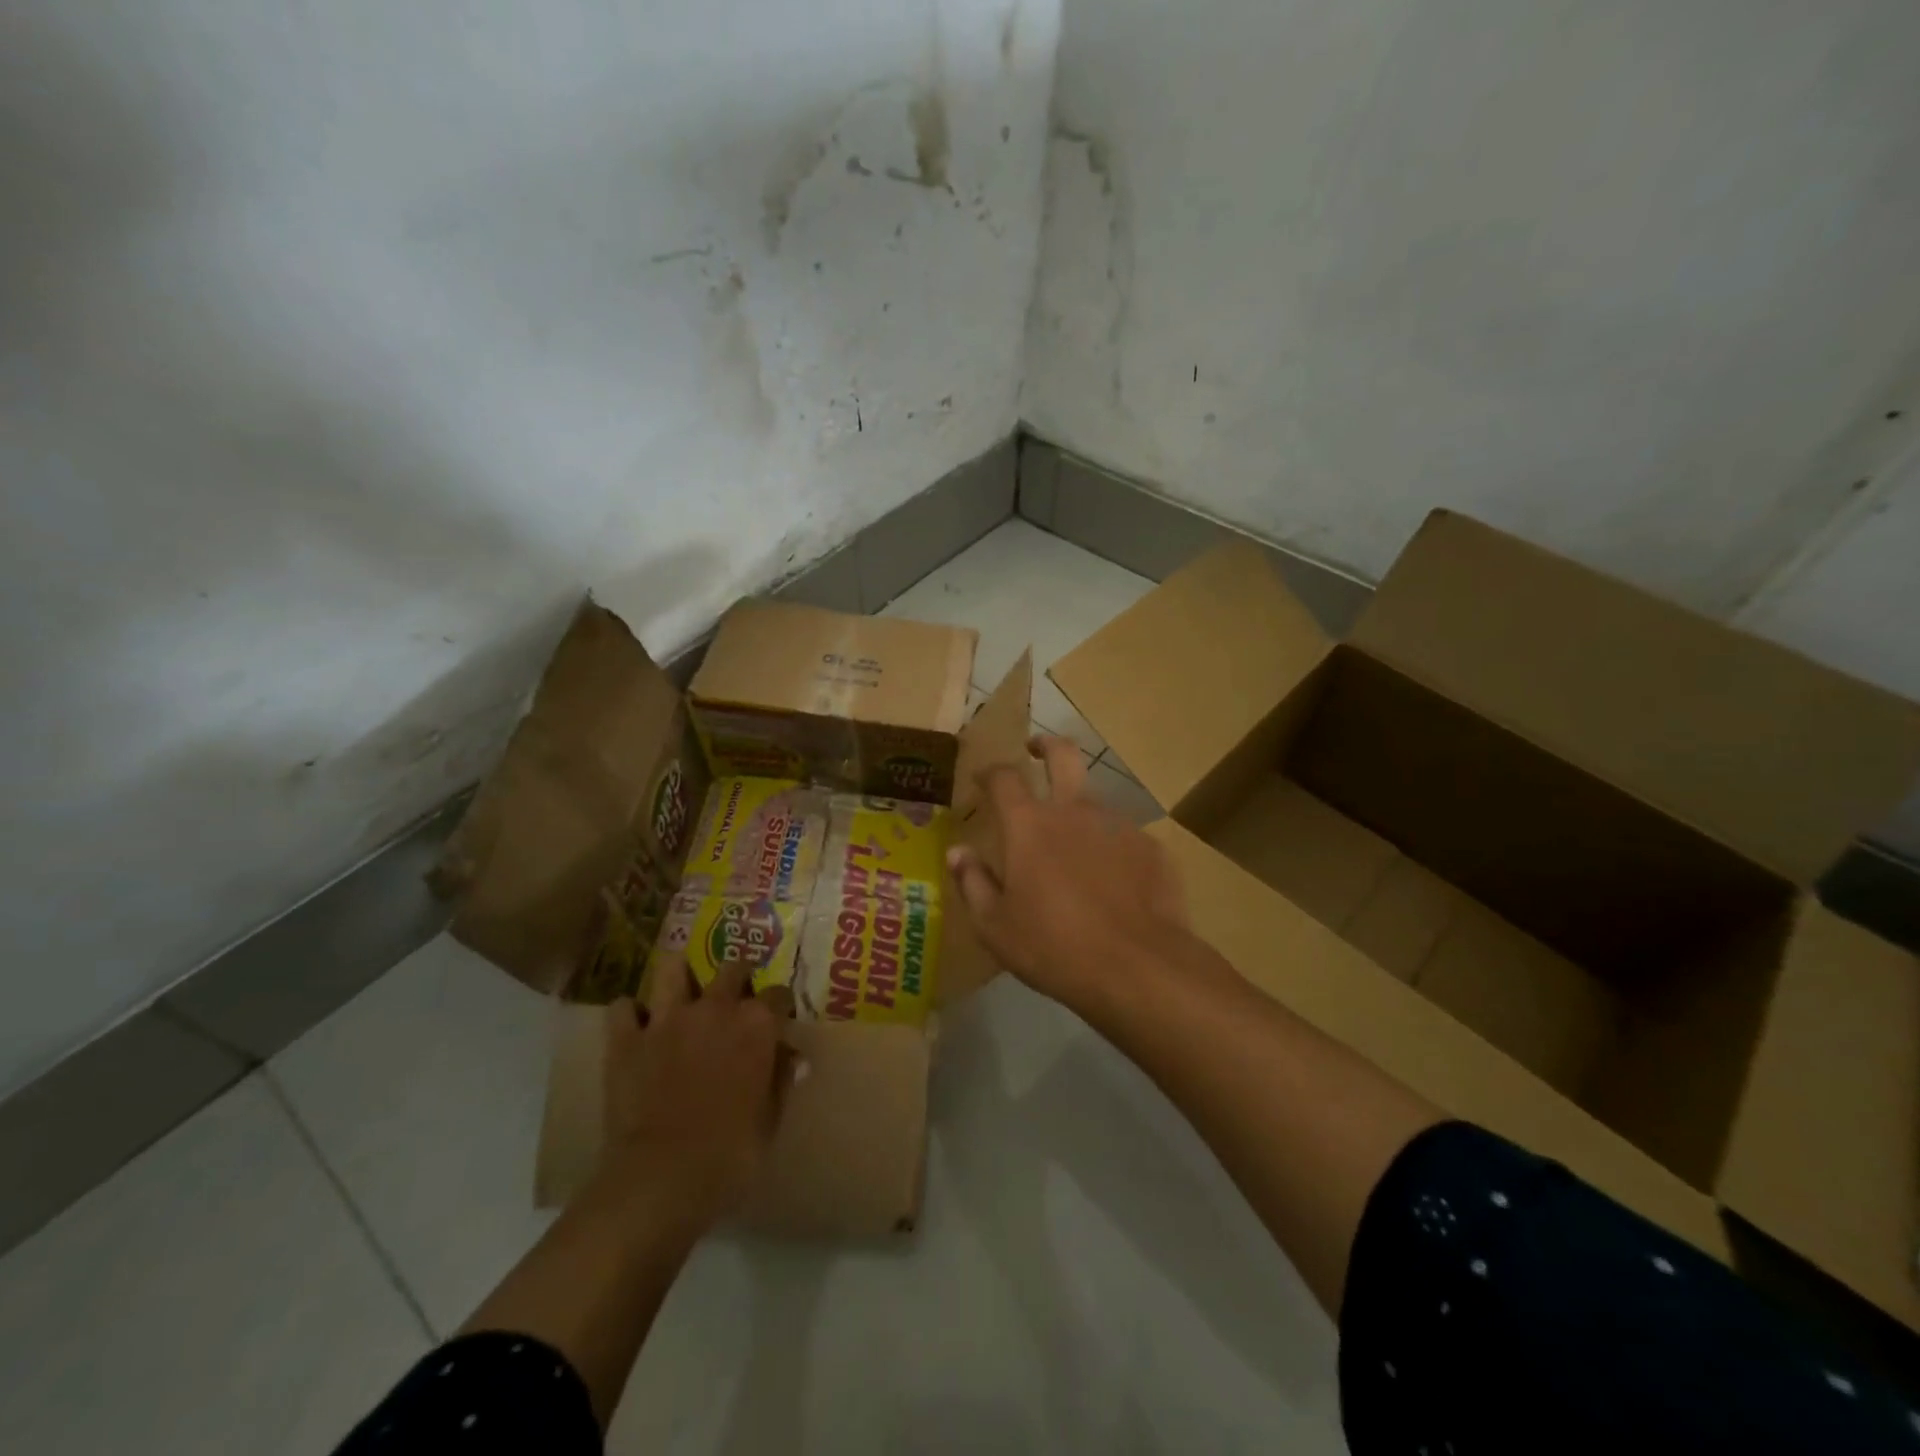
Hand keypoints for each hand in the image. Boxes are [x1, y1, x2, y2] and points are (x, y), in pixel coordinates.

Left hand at [600, 956, 799, 1237]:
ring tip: (683, 991)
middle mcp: (715, 1007)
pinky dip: (630, 1014)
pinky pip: (622, 1008)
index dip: (780, 1006)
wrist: (662, 1177)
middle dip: (737, 977)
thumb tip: (793, 1056)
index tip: (779, 1020)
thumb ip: (781, 1079)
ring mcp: (667, 1019)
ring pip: (672, 968)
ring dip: (679, 975)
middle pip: (732, 967)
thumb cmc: (731, 1153)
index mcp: (757, 1024)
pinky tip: (637, 1026)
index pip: (779, 994)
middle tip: (735, 998)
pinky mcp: (626, 1039)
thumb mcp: (771, 1120)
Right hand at [946, 735, 1188, 1013]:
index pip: (1004, 777)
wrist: (1137, 968)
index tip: (983, 778)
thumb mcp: (995, 926)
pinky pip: (1123, 839)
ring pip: (1094, 802)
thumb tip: (958, 852)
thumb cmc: (1053, 947)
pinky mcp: (1150, 849)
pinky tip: (1113, 886)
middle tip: (1036, 750)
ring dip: (1079, 813)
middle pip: (1063, 754)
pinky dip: (1111, 851)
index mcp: (1029, 825)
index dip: (990, 771)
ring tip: (1075, 854)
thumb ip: (973, 882)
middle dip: (1047, 745)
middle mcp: (1074, 811)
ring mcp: (1118, 826)